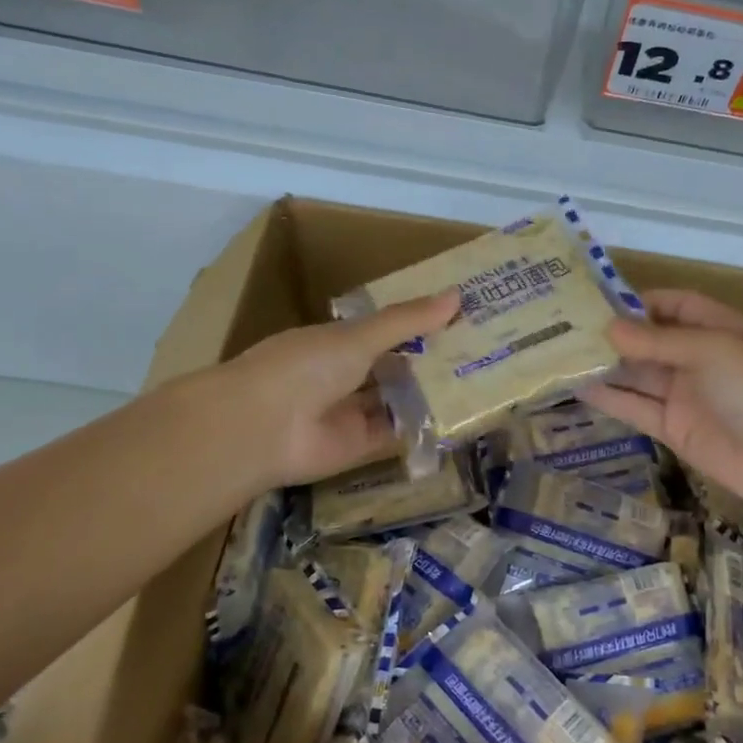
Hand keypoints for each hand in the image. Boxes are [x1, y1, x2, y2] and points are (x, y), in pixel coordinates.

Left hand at [213, 290, 459, 491]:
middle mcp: (344, 375)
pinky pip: (396, 434)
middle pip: (394, 366)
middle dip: (430, 360)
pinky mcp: (359, 446)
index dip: (419, 325)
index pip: (384, 330)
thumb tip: (456, 296)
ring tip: (479, 382)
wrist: (261, 428)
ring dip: (429, 393)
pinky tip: (458, 417)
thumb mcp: (359, 336)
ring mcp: (351, 412)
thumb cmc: (305, 366)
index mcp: (336, 342)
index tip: (460, 317)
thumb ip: (406, 321)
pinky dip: (421, 427)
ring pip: (397, 400)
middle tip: (481, 351)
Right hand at [581, 289, 742, 525]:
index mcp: (717, 328)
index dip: (638, 301)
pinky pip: (637, 409)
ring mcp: (685, 396)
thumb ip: (657, 343)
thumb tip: (607, 329)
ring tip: (560, 356)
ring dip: (605, 367)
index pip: (673, 305)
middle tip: (562, 329)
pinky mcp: (674, 430)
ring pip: (638, 375)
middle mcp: (698, 358)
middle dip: (612, 335)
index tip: (595, 301)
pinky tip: (578, 389)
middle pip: (649, 341)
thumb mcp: (711, 352)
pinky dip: (610, 399)